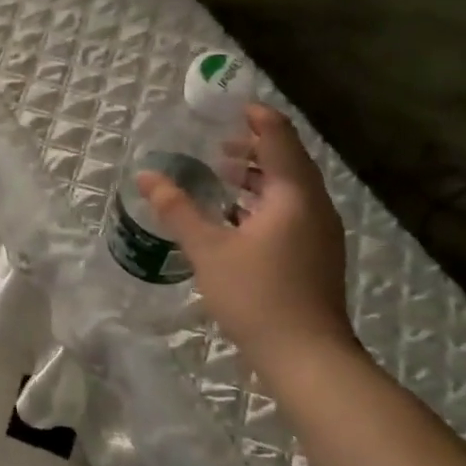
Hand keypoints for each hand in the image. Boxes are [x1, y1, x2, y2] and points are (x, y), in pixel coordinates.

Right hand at [138, 104, 354, 371]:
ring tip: (222, 172)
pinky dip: (265, 199)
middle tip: (217, 141)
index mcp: (293, 195)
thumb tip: (145, 176)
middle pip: (288, 159)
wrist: (308, 357)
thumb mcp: (207, 249)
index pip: (279, 138)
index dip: (257, 117)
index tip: (229, 107)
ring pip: (291, 187)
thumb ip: (177, 208)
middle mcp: (314, 206)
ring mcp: (320, 232)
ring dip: (259, 174)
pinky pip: (292, 209)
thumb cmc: (257, 295)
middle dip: (254, 145)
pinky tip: (237, 215)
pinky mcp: (316, 254)